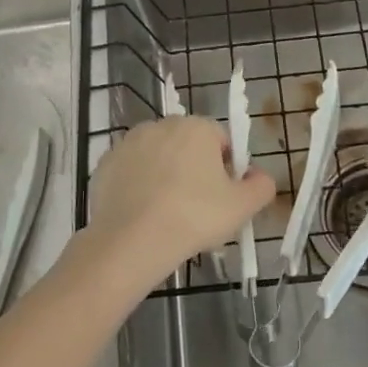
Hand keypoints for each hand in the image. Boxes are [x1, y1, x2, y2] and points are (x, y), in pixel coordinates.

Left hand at [83, 117, 274, 287]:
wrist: (131, 241)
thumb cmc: (194, 217)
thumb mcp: (242, 207)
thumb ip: (261, 186)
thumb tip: (260, 176)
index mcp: (197, 127)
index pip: (221, 140)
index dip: (227, 169)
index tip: (223, 197)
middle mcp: (161, 125)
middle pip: (187, 146)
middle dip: (194, 169)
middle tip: (198, 208)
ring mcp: (129, 143)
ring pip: (157, 157)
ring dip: (164, 175)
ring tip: (167, 214)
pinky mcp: (105, 164)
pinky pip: (131, 172)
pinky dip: (137, 187)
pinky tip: (142, 214)